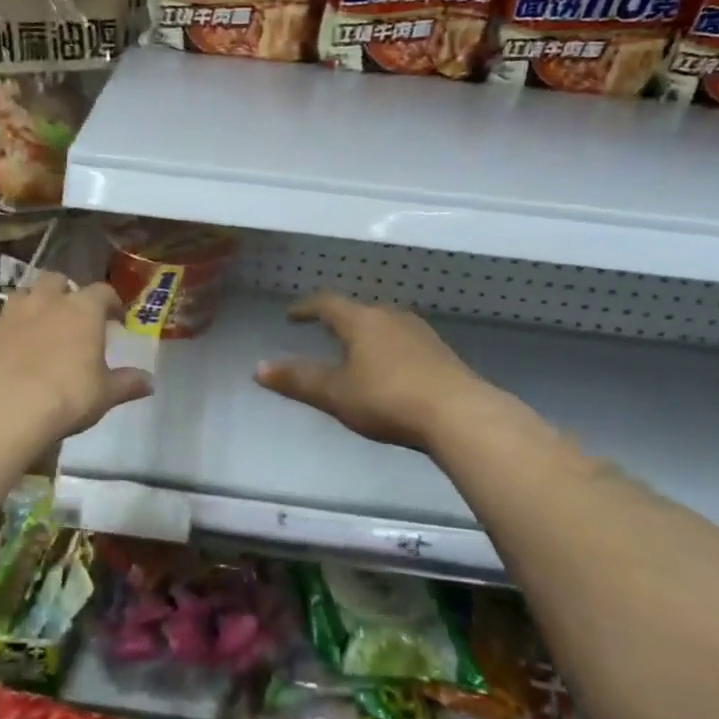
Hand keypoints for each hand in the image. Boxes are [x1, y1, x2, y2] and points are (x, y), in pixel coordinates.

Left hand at [0, 274, 151, 440]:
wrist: (5, 410)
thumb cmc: (67, 396)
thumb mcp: (105, 394)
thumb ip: (128, 383)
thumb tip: (150, 382)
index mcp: (82, 309)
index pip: (102, 292)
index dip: (111, 303)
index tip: (116, 319)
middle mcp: (46, 301)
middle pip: (57, 280)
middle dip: (66, 292)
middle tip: (73, 315)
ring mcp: (11, 314)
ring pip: (25, 294)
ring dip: (35, 304)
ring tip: (40, 327)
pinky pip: (1, 322)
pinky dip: (10, 330)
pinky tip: (13, 352)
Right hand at [255, 292, 504, 451]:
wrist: (460, 414)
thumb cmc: (387, 398)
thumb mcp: (335, 393)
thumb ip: (297, 380)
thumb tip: (258, 368)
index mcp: (361, 320)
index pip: (327, 304)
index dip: (306, 308)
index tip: (292, 315)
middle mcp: (391, 317)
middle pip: (359, 311)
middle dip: (339, 320)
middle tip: (324, 331)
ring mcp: (421, 334)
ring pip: (385, 325)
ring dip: (367, 334)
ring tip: (357, 350)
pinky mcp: (442, 354)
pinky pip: (406, 342)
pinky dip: (389, 349)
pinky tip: (392, 369)